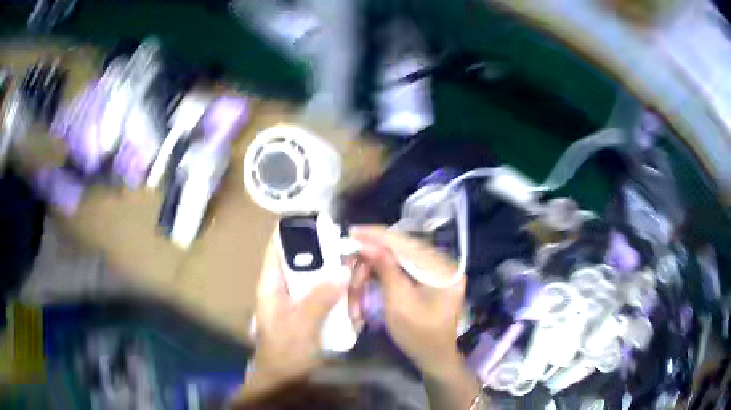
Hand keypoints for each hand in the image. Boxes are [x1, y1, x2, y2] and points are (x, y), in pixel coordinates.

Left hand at [246, 237, 346, 392]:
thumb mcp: (300, 325)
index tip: (319, 219)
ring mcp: (302, 301)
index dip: (293, 231)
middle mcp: (286, 288)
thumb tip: (343, 271)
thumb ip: (319, 298)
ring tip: (359, 282)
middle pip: (306, 262)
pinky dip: (344, 297)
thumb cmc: (285, 352)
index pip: (277, 248)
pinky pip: (331, 297)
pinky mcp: (315, 313)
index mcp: (272, 285)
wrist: (287, 380)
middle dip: (329, 258)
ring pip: (322, 279)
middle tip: (352, 253)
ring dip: (340, 280)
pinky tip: (356, 305)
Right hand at [350, 225, 465, 373]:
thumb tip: (366, 244)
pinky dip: (384, 270)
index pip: (408, 244)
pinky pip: (403, 266)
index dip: (379, 236)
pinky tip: (368, 274)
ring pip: (401, 256)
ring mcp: (437, 270)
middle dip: (374, 254)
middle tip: (349, 260)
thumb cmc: (419, 336)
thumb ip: (386, 270)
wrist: (434, 357)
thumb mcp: (399, 304)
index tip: (354, 231)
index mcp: (443, 270)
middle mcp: (444, 264)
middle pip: (404, 248)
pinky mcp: (429, 277)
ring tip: (357, 278)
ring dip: (376, 265)